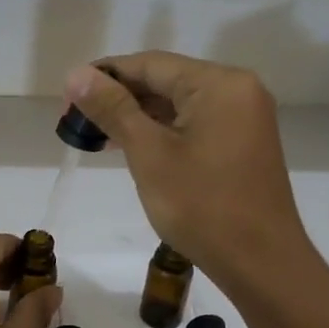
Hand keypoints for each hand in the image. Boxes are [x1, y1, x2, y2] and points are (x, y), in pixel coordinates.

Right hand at [65, 53, 314, 295]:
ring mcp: (244, 117)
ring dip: (137, 116)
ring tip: (95, 135)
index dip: (104, 76)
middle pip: (165, 80)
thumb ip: (113, 108)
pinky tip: (131, 146)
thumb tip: (76, 74)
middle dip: (119, 98)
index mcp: (219, 83)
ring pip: (179, 104)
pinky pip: (194, 124)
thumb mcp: (149, 154)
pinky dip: (162, 131)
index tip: (67, 99)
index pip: (149, 64)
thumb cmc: (202, 206)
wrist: (261, 263)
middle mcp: (237, 90)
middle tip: (76, 121)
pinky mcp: (243, 143)